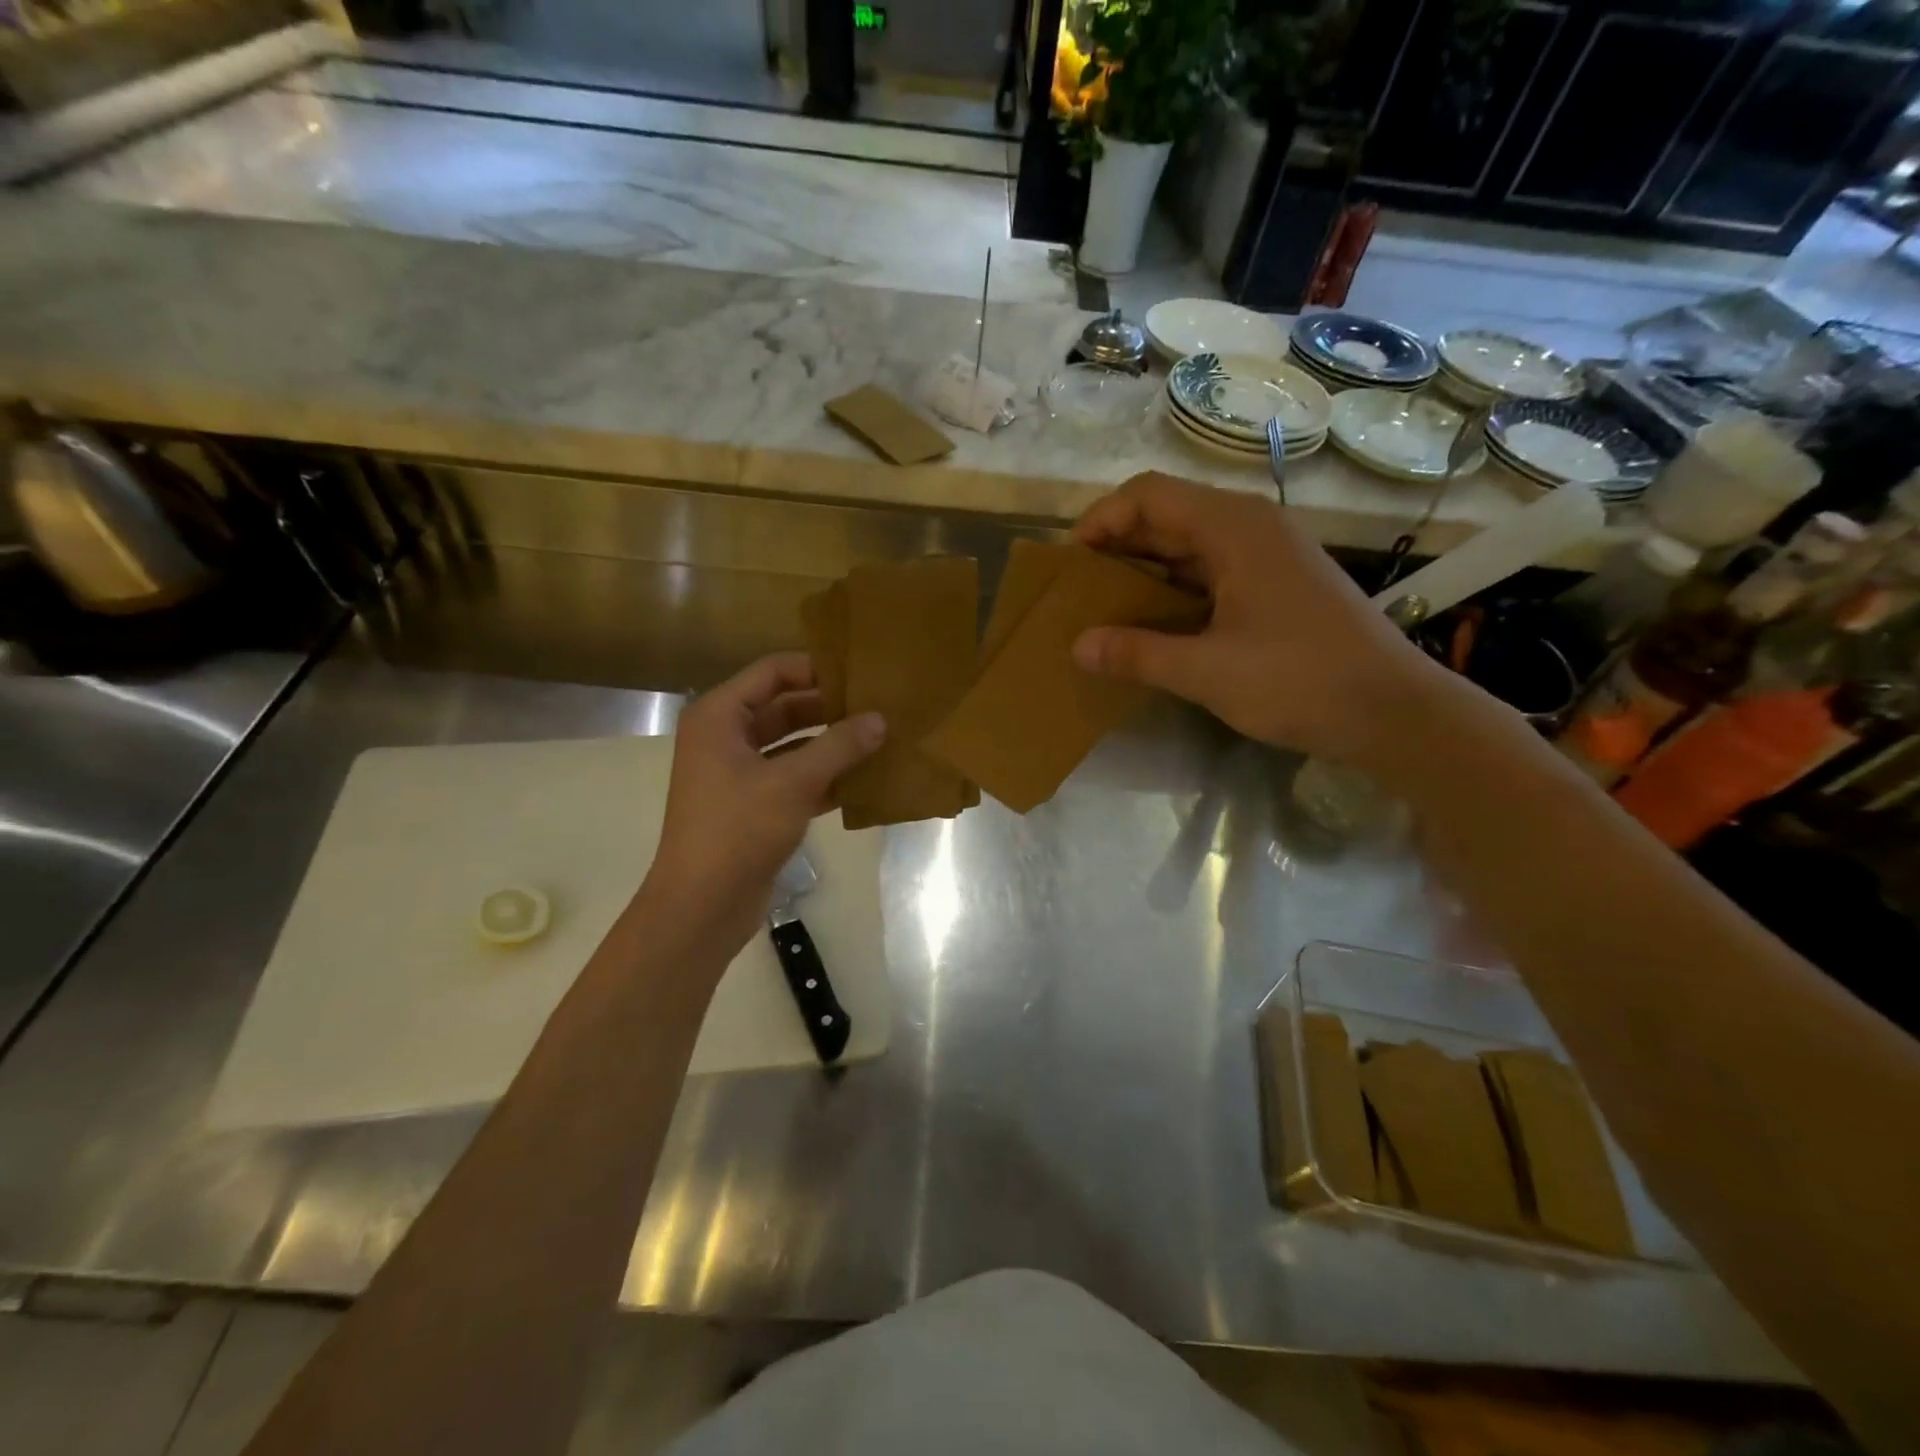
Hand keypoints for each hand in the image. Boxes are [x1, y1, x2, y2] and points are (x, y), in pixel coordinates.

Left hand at [644, 653, 884, 954]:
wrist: (702, 906)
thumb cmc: (738, 830)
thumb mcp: (793, 783)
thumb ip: (838, 746)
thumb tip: (879, 719)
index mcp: (720, 717)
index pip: (773, 672)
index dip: (816, 668)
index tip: (861, 673)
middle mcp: (726, 737)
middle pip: (785, 707)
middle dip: (830, 708)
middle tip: (879, 705)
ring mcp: (739, 773)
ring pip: (794, 745)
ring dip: (832, 744)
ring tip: (881, 738)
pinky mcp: (755, 805)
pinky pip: (795, 778)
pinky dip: (826, 777)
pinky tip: (866, 780)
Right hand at [1071, 473, 1446, 765]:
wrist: (1394, 711)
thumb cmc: (1299, 680)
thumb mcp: (1207, 671)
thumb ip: (1137, 654)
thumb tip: (1078, 646)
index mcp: (1234, 528)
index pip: (1149, 494)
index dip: (1101, 519)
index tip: (1070, 562)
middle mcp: (1251, 527)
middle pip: (1167, 514)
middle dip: (1117, 545)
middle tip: (1079, 589)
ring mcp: (1269, 554)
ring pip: (1189, 543)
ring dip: (1145, 568)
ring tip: (1106, 607)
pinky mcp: (1278, 583)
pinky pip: (1211, 570)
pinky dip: (1175, 588)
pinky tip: (1155, 623)